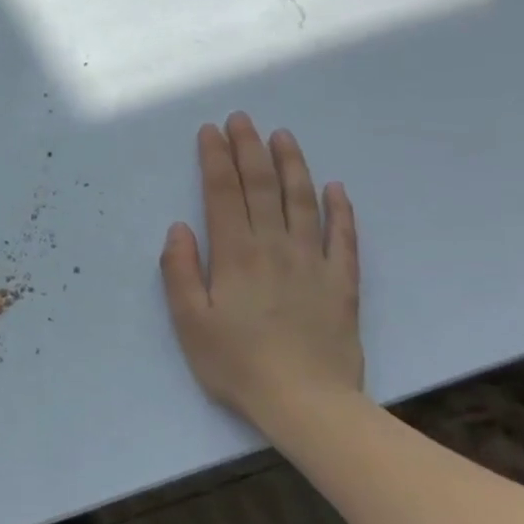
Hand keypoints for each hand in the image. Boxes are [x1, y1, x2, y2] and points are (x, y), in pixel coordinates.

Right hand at [159, 114, 361, 431]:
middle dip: (249, 149)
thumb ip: (180, 271)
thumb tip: (179, 228)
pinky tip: (336, 188)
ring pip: (302, 201)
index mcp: (235, 254)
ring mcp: (313, 262)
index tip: (210, 130)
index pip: (222, 193)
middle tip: (242, 118)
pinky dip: (340, 210)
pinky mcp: (342, 283)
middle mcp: (274, 246)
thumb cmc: (237, 364)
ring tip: (283, 136)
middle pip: (261, 186)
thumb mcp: (190, 322)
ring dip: (292, 165)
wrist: (308, 404)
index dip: (215, 158)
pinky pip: (344, 238)